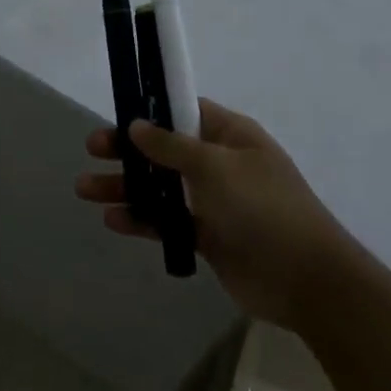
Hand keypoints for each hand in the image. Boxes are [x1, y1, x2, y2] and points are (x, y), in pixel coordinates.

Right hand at [75, 99, 349, 328]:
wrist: (305, 279)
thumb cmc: (263, 208)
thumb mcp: (215, 167)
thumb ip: (171, 146)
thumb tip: (137, 125)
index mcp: (230, 135)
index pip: (184, 111)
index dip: (150, 111)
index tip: (116, 114)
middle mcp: (220, 164)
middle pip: (164, 150)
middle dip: (128, 150)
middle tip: (91, 150)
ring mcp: (214, 201)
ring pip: (161, 187)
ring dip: (125, 187)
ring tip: (84, 190)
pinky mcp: (207, 235)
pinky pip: (167, 221)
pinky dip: (141, 219)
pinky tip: (113, 220)